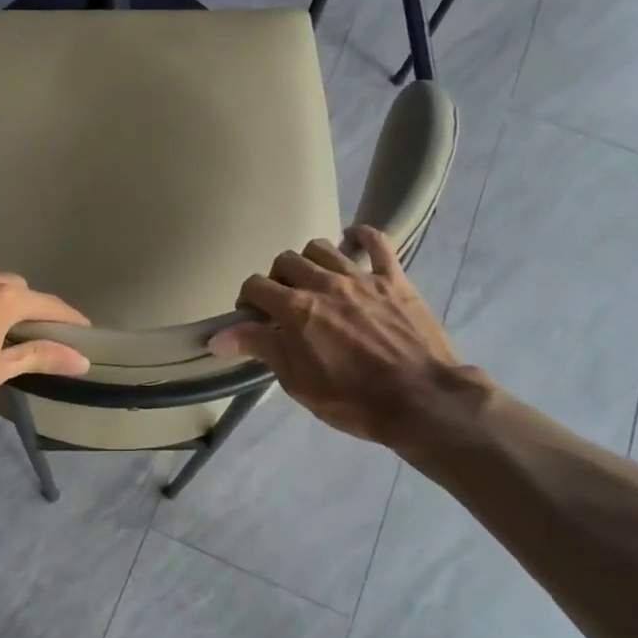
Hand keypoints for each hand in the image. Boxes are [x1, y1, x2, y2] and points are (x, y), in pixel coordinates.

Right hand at [209, 226, 490, 462]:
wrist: (421, 400)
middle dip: (277, 280)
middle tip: (284, 304)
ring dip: (311, 261)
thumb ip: (259, 347)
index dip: (248, 301)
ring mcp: (361, 277)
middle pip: (286, 261)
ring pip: (323, 247)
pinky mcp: (394, 279)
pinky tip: (354, 241)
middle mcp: (324, 283)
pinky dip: (362, 237)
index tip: (253, 320)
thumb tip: (216, 336)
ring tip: (315, 282)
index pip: (255, 286)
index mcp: (296, 309)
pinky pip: (378, 242)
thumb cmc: (352, 400)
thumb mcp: (297, 381)